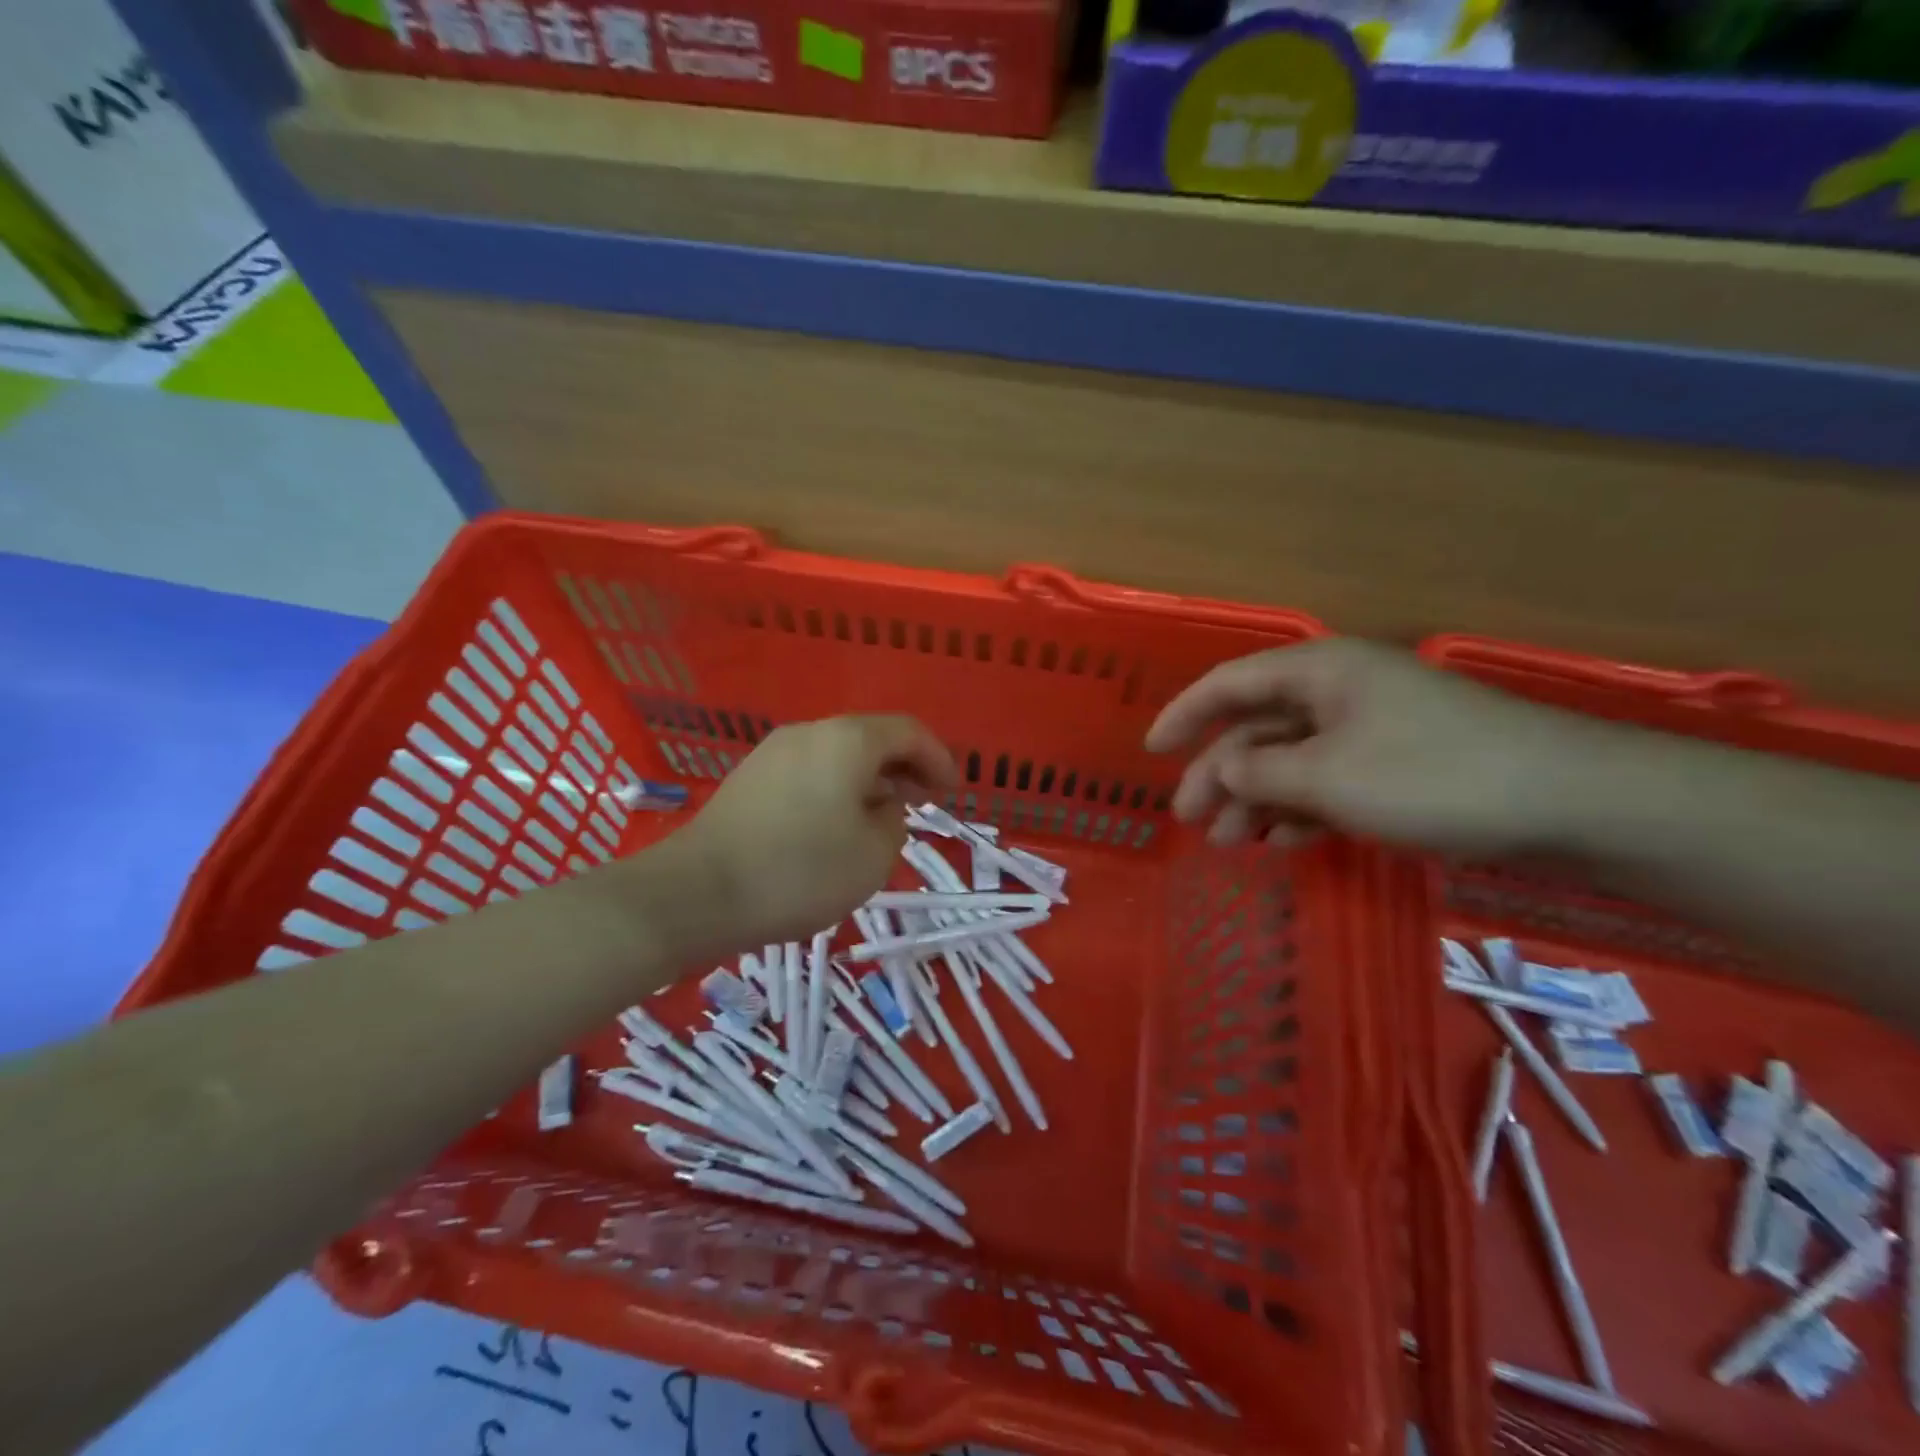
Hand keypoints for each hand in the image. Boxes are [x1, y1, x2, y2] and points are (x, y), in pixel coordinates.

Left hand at [666, 715, 958, 950]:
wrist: (697, 892)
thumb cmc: (800, 871)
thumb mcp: (873, 854)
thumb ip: (893, 822)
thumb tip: (878, 808)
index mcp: (848, 740)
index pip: (908, 732)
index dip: (938, 758)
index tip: (952, 791)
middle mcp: (810, 732)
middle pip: (871, 737)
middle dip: (903, 768)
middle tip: (921, 802)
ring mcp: (773, 752)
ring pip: (837, 754)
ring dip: (868, 780)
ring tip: (880, 818)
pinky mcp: (748, 778)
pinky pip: (808, 771)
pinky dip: (835, 789)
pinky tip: (834, 826)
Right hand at [1145, 638, 1601, 856]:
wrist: (1573, 802)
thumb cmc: (1433, 775)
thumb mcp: (1328, 777)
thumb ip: (1259, 774)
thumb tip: (1221, 773)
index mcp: (1318, 672)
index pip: (1229, 684)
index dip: (1184, 715)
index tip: (1150, 750)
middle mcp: (1338, 692)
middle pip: (1256, 729)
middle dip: (1217, 774)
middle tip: (1188, 821)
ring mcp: (1370, 730)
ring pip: (1290, 761)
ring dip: (1256, 800)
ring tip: (1230, 845)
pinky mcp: (1399, 766)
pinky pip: (1328, 782)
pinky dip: (1301, 811)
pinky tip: (1285, 844)